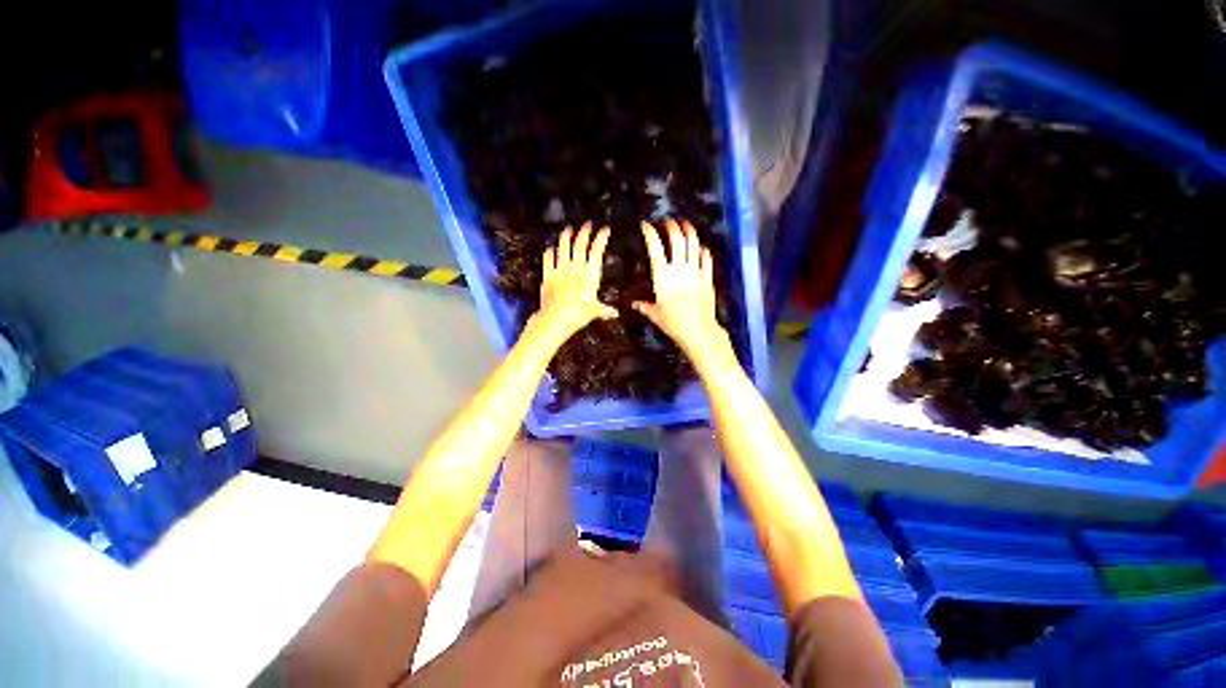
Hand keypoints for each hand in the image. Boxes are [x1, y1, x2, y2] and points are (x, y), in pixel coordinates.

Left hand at [531, 222, 617, 342]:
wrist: (556, 318)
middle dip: (585, 231)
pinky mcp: (548, 275)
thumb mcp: (595, 312)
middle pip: (580, 244)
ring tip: (568, 229)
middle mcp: (575, 268)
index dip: (601, 238)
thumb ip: (605, 310)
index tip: (605, 230)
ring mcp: (560, 269)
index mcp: (590, 274)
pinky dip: (549, 252)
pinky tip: (550, 248)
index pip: (597, 251)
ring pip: (563, 247)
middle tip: (587, 224)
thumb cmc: (578, 315)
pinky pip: (548, 258)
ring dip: (566, 236)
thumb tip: (615, 313)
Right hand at [634, 219, 731, 364]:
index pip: (655, 249)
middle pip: (677, 240)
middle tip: (668, 222)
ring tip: (685, 225)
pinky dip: (702, 250)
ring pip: (694, 245)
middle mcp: (679, 269)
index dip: (650, 234)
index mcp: (663, 277)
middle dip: (672, 227)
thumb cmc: (673, 323)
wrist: (698, 330)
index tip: (646, 226)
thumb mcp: (655, 315)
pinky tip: (700, 247)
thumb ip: (644, 306)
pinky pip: (706, 259)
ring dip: (689, 232)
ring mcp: (695, 272)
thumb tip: (634, 305)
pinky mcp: (707, 278)